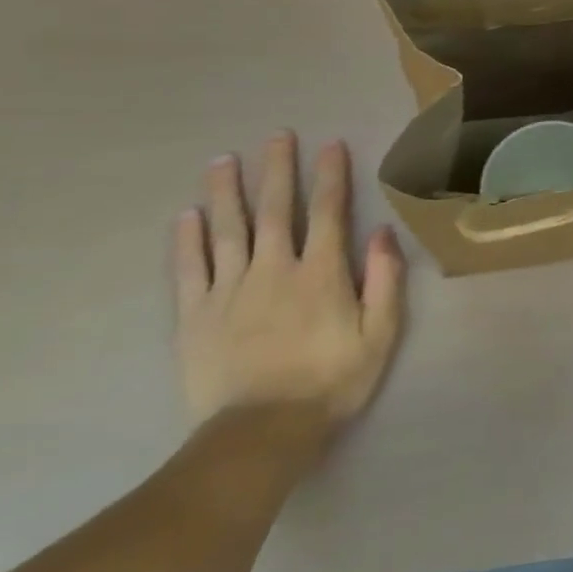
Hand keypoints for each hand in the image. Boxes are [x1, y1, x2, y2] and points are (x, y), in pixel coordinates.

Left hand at [172, 132, 404, 432]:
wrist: (260, 435)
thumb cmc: (331, 382)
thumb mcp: (380, 333)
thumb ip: (385, 280)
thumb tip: (383, 233)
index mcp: (321, 273)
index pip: (328, 212)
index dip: (330, 176)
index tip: (330, 144)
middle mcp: (274, 270)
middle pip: (276, 210)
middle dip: (278, 170)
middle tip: (277, 135)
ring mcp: (230, 292)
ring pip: (228, 230)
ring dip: (227, 192)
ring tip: (223, 160)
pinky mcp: (195, 317)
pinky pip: (189, 270)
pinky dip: (187, 240)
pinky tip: (187, 216)